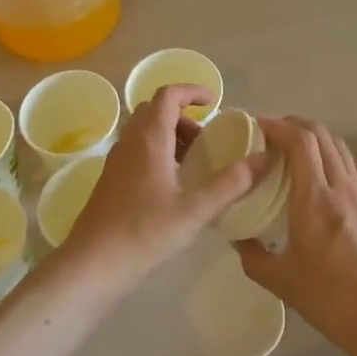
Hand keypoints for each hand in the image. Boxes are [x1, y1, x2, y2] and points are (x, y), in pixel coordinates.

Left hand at [60, 85, 263, 286]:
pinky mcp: (111, 180)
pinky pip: (136, 150)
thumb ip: (231, 183)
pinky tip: (173, 184)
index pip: (168, 95)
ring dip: (170, 134)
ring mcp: (116, 161)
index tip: (215, 102)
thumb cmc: (145, 232)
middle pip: (154, 110)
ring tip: (194, 162)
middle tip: (206, 139)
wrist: (93, 264)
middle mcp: (130, 142)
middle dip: (183, 115)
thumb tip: (263, 160)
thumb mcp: (195, 210)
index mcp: (149, 139)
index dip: (192, 91)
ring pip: (143, 130)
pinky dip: (157, 151)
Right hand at [239, 117, 356, 355]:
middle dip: (295, 125)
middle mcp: (342, 187)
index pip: (299, 142)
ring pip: (341, 147)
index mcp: (314, 200)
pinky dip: (339, 157)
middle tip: (273, 135)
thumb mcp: (281, 282)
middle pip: (321, 135)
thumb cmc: (332, 301)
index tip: (258, 127)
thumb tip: (237, 236)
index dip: (278, 126)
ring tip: (298, 151)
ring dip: (318, 139)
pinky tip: (331, 173)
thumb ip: (252, 255)